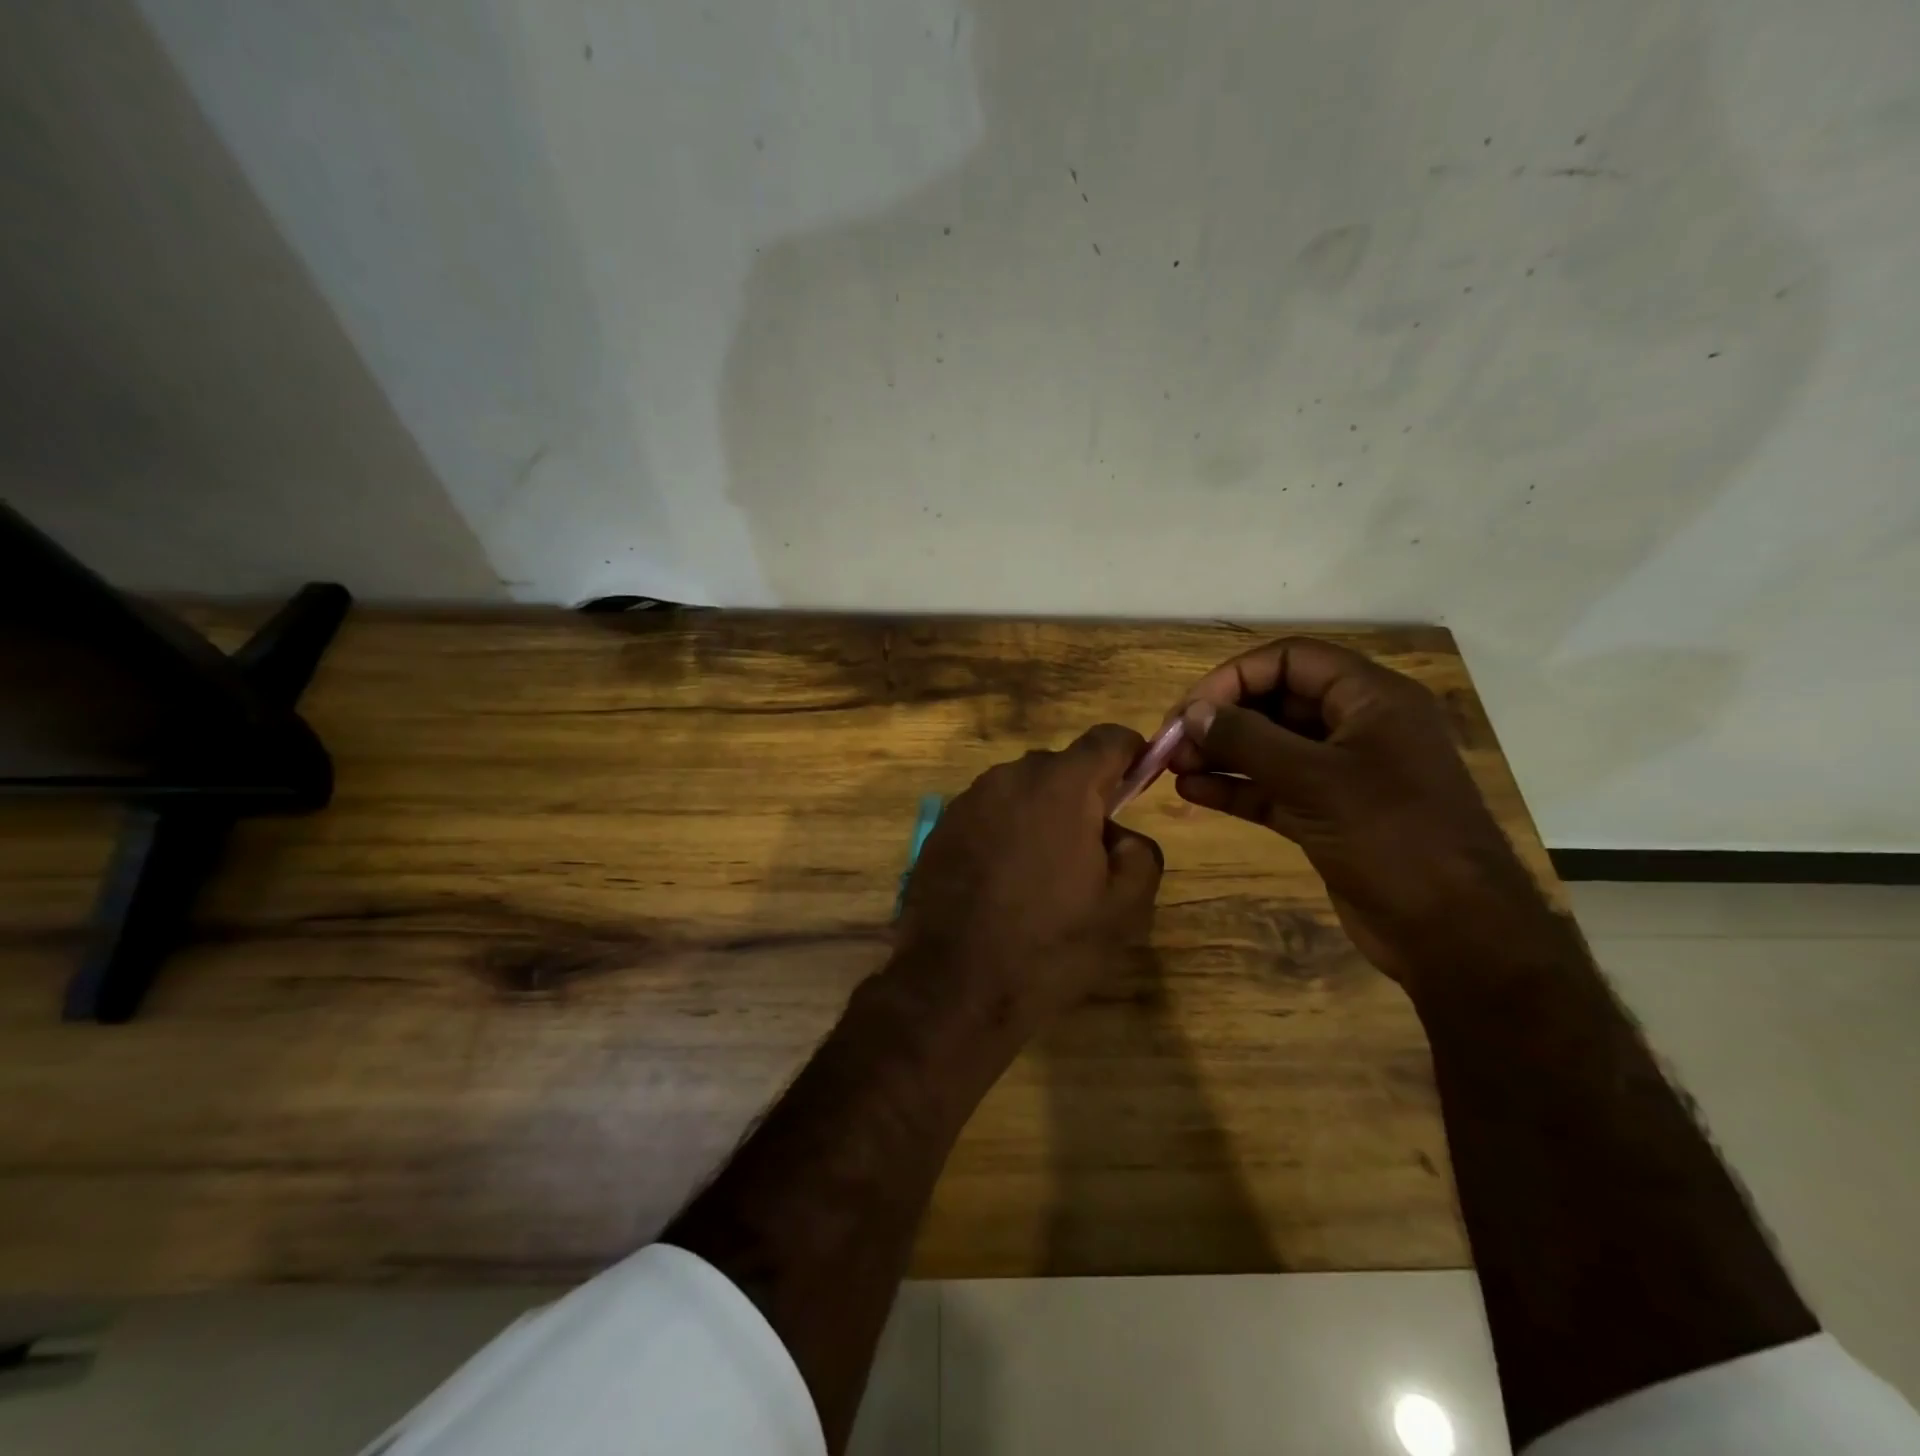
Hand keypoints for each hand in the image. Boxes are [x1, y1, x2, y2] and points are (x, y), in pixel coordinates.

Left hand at [892, 725, 1163, 1039]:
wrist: (954, 986)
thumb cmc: (1049, 946)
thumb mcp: (1123, 909)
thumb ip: (1139, 852)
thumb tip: (1117, 833)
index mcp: (1061, 786)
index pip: (1108, 739)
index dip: (1131, 753)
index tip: (1138, 780)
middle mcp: (1010, 777)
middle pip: (1061, 766)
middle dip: (1082, 795)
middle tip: (1090, 850)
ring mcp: (968, 800)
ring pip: (1020, 791)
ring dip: (1039, 814)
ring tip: (1041, 873)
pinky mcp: (940, 828)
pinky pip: (987, 814)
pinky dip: (1004, 832)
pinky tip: (1001, 882)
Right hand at [1167, 637, 1545, 986]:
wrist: (1453, 932)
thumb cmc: (1393, 839)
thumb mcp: (1316, 782)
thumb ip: (1249, 741)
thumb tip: (1193, 713)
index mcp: (1371, 699)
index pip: (1291, 660)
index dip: (1235, 677)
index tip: (1191, 709)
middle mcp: (1356, 727)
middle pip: (1276, 701)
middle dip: (1222, 718)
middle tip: (1173, 742)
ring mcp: (1342, 774)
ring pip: (1270, 747)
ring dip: (1221, 753)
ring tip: (1173, 767)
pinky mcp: (1327, 814)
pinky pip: (1272, 788)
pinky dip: (1235, 787)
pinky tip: (1192, 793)